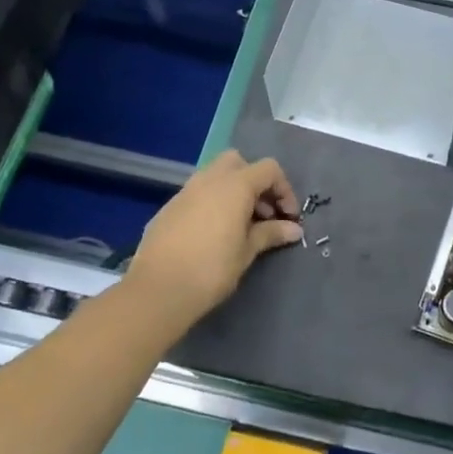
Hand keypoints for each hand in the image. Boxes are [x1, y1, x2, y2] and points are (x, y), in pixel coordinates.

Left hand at [124, 151, 302, 318]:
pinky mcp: (168, 208)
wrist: (158, 290)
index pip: (269, 169)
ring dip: (233, 192)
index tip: (288, 218)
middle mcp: (209, 179)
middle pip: (239, 163)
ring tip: (240, 225)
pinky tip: (212, 234)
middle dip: (255, 182)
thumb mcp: (247, 251)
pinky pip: (197, 194)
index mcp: (235, 185)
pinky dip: (212, 203)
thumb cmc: (212, 269)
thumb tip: (294, 229)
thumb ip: (271, 233)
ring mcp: (185, 191)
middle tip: (263, 213)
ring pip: (215, 176)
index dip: (284, 190)